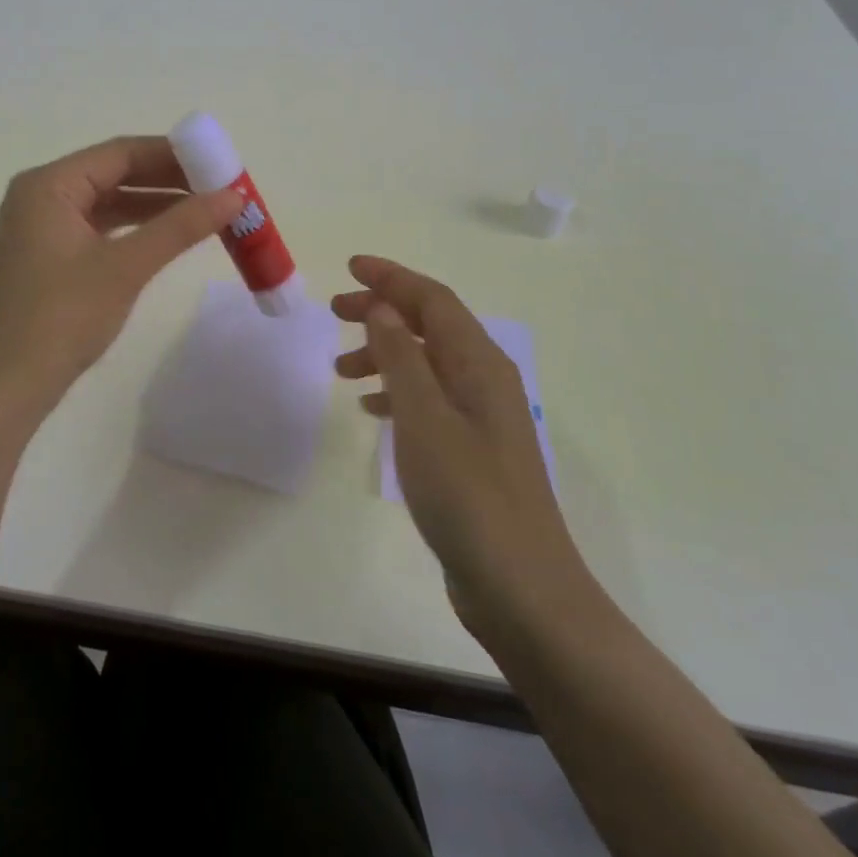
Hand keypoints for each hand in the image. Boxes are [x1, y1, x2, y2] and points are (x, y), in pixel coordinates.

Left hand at [0, 136, 242, 428]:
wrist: (6, 386)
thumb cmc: (61, 318)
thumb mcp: (125, 267)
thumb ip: (179, 227)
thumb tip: (233, 196)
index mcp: (48, 184)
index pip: (120, 153)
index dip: (173, 154)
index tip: (219, 162)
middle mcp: (41, 195)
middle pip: (114, 173)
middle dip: (168, 180)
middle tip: (220, 187)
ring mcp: (43, 226)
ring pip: (109, 201)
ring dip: (155, 205)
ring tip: (206, 209)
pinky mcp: (49, 254)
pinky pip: (99, 226)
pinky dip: (135, 228)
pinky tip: (169, 234)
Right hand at [333, 255, 580, 639]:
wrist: (522, 589)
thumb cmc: (469, 495)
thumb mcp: (424, 418)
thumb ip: (400, 357)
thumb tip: (383, 307)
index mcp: (480, 363)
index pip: (433, 300)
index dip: (392, 277)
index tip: (350, 266)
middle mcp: (485, 380)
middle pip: (429, 325)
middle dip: (383, 310)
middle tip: (335, 311)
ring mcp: (481, 417)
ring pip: (426, 362)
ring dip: (384, 352)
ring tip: (340, 368)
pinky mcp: (472, 449)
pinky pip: (428, 398)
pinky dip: (396, 390)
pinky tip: (371, 407)